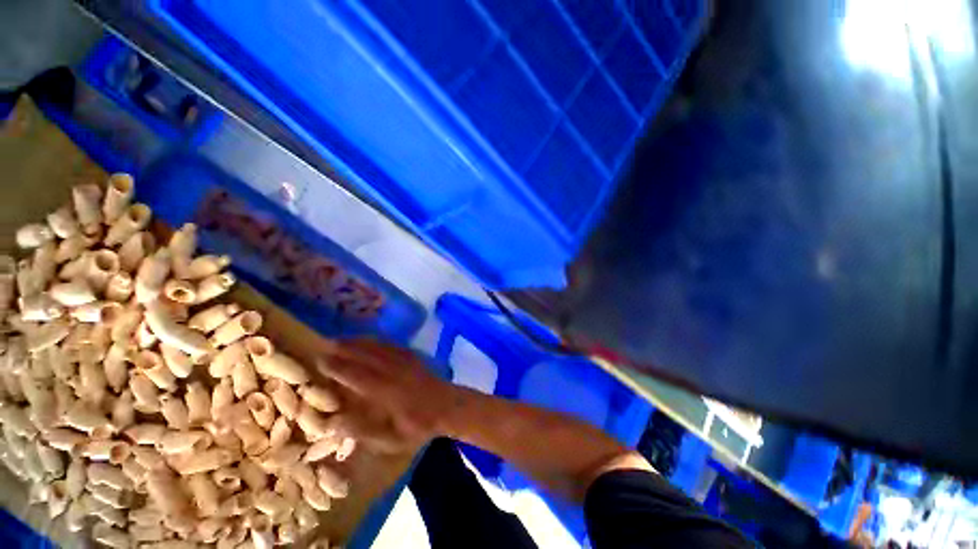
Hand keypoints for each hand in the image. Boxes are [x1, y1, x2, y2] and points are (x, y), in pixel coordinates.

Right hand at [318, 339, 454, 452]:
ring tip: (342, 339)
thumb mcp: (392, 440)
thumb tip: (336, 422)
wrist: (448, 406)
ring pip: (380, 348)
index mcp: (390, 393)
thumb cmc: (419, 426)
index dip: (340, 368)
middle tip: (325, 344)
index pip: (360, 377)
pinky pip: (392, 345)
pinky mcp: (413, 357)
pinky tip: (368, 339)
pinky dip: (377, 341)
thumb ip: (365, 431)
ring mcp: (407, 362)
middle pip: (368, 357)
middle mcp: (396, 372)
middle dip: (346, 349)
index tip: (322, 361)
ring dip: (360, 342)